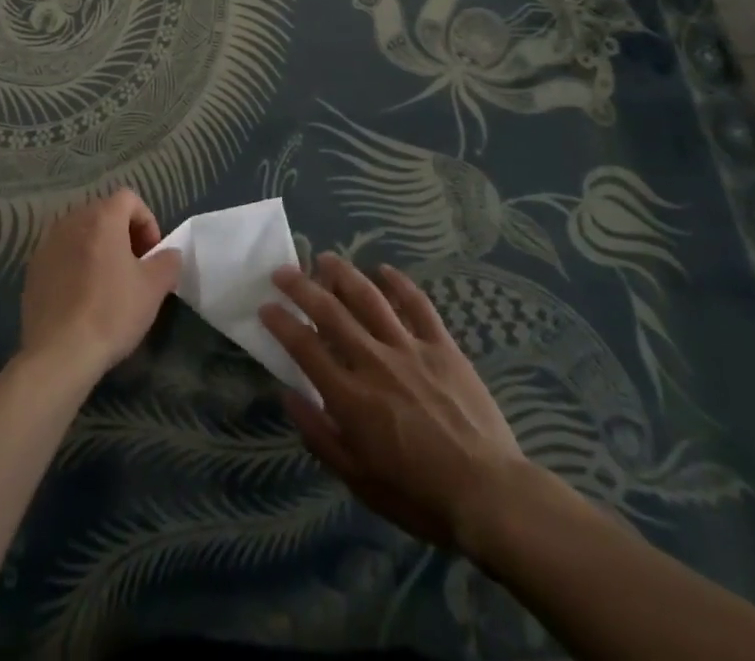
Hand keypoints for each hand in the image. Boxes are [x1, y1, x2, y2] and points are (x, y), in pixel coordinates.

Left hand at [20, 191, 180, 386]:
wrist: (59, 353)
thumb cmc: (112, 312)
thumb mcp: (154, 288)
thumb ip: (168, 262)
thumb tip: (169, 254)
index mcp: (102, 218)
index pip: (128, 198)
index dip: (146, 221)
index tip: (152, 253)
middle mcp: (71, 222)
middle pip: (103, 213)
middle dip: (123, 233)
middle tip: (134, 266)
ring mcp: (47, 245)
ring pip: (80, 233)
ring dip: (98, 248)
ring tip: (108, 282)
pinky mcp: (33, 269)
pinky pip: (62, 254)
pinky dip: (76, 264)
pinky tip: (82, 297)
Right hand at [261, 254, 528, 551]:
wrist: (489, 495)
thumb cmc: (419, 496)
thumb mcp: (359, 479)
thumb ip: (320, 435)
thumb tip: (288, 395)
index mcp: (351, 397)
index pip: (305, 348)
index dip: (281, 323)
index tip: (266, 306)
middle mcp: (374, 362)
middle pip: (331, 312)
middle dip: (301, 287)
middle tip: (283, 271)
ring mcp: (410, 349)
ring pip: (370, 298)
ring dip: (343, 274)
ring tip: (325, 258)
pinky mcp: (442, 346)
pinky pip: (418, 305)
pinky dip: (398, 283)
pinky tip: (383, 270)